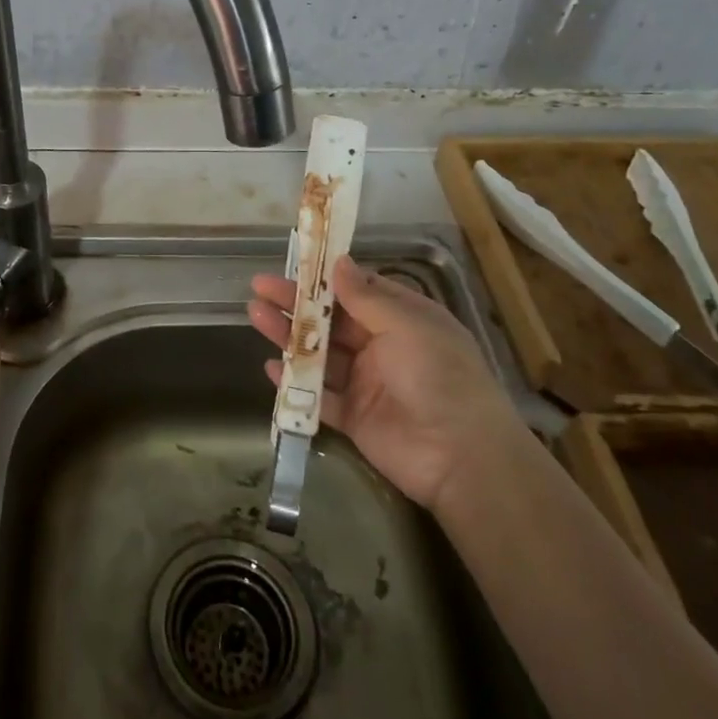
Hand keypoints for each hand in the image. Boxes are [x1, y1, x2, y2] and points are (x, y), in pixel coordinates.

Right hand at [248, 254, 520, 514]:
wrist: (462, 457)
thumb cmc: (439, 375)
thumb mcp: (407, 325)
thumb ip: (366, 297)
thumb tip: (338, 261)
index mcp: (402, 319)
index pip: (357, 291)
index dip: (324, 277)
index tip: (294, 262)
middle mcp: (382, 346)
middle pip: (330, 320)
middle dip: (295, 304)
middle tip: (260, 288)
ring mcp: (366, 383)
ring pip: (319, 354)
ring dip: (289, 336)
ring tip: (255, 315)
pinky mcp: (353, 417)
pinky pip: (318, 396)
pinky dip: (294, 383)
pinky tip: (271, 368)